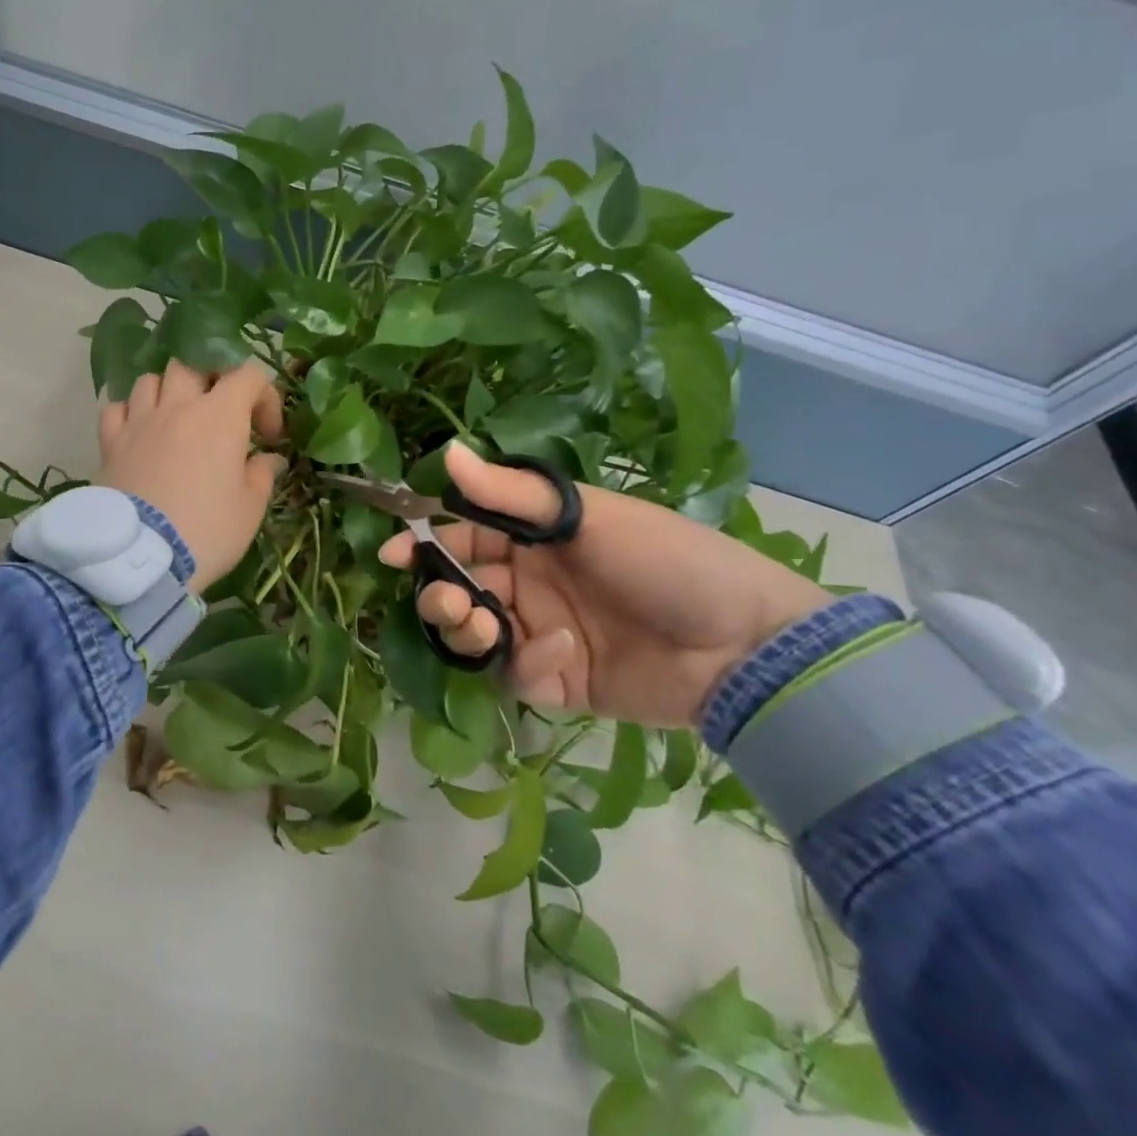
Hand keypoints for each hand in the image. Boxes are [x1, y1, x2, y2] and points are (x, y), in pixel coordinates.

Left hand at [97, 361, 286, 593]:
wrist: (142, 558)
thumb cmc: (207, 530)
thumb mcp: (250, 508)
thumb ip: (262, 474)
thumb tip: (267, 459)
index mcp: (220, 415)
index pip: (248, 375)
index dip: (265, 397)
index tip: (268, 435)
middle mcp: (177, 406)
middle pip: (193, 364)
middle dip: (212, 380)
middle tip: (220, 412)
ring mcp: (139, 421)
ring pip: (151, 379)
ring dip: (168, 391)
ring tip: (177, 418)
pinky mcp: (110, 443)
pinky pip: (116, 409)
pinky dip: (130, 412)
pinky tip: (139, 431)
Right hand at [379, 443, 831, 726]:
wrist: (746, 646)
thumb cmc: (664, 561)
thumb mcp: (587, 516)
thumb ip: (510, 493)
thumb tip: (445, 453)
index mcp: (535, 539)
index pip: (463, 537)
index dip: (424, 545)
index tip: (391, 554)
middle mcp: (532, 584)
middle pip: (461, 589)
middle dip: (442, 595)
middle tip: (451, 602)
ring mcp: (543, 634)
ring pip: (477, 635)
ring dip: (469, 630)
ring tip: (484, 626)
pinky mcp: (560, 682)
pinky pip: (519, 675)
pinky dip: (529, 665)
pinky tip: (562, 654)